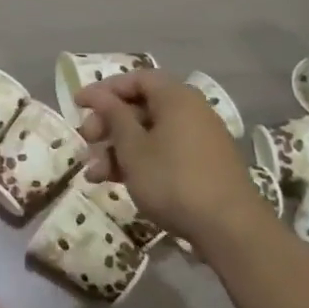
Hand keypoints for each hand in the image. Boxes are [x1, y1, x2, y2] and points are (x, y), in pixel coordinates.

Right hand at [76, 69, 260, 257]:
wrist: (229, 228)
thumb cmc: (173, 179)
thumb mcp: (133, 148)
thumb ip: (113, 116)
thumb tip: (97, 94)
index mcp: (176, 97)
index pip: (135, 79)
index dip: (104, 90)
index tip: (78, 105)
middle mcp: (190, 111)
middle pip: (140, 107)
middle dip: (108, 125)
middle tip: (86, 142)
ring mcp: (198, 139)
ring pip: (149, 134)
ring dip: (118, 149)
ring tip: (93, 174)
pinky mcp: (201, 165)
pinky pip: (163, 152)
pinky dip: (139, 162)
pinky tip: (116, 182)